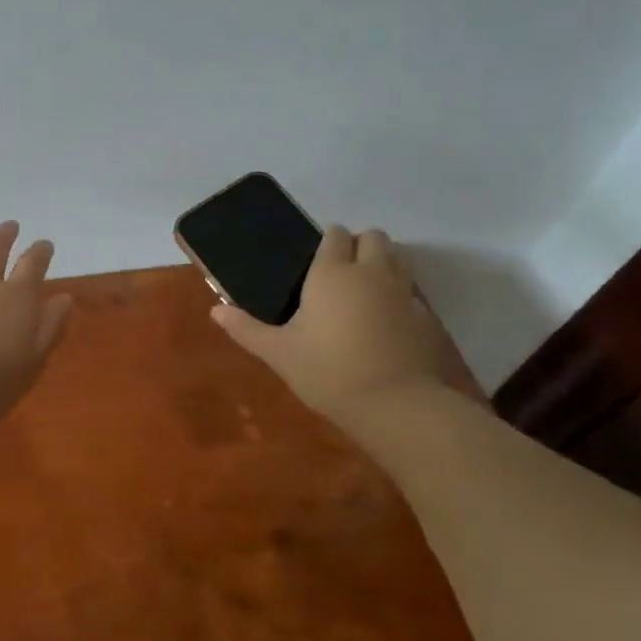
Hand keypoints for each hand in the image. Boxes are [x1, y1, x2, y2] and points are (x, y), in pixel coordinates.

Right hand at [210, 227, 483, 421]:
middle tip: (340, 272)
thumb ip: (246, 329)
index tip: (314, 260)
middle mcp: (370, 272)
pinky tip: (384, 322)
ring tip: (362, 293)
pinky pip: (411, 293)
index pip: (334, 235)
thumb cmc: (327, 371)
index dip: (327, 241)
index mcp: (331, 273)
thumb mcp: (278, 353)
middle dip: (359, 245)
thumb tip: (215, 311)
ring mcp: (403, 293)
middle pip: (373, 238)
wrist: (395, 405)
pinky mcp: (425, 318)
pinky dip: (399, 297)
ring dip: (383, 265)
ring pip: (398, 259)